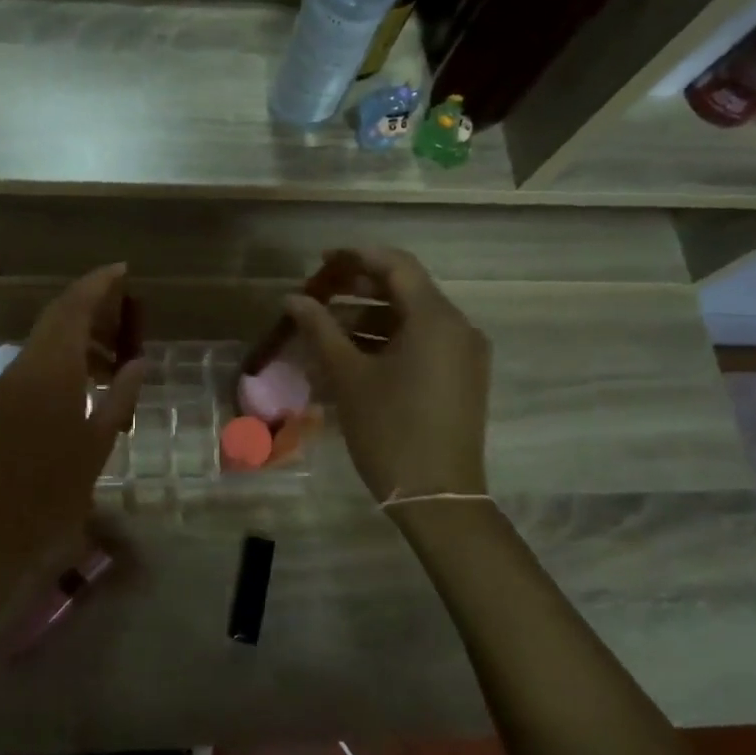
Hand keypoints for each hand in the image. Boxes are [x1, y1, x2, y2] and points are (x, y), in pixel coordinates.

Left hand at [0, 264, 144, 566]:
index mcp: (51, 369)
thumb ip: (120, 396)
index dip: (98, 284)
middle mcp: (24, 366)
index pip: (73, 308)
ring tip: (115, 358)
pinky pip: (34, 365)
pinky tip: (87, 385)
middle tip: (128, 316)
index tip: (123, 271)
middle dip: (91, 308)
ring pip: (45, 342)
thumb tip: (137, 363)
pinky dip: (62, 360)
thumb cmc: (54, 491)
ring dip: (78, 338)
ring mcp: (6, 384)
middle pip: (57, 318)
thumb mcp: (98, 442)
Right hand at [283, 247, 490, 503]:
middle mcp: (458, 328)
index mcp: (436, 319)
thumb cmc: (389, 430)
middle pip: (405, 290)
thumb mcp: (348, 376)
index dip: (356, 257)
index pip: (396, 265)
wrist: (437, 497)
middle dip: (358, 289)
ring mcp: (463, 355)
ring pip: (411, 320)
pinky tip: (350, 357)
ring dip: (367, 319)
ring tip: (323, 332)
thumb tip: (292, 299)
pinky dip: (386, 342)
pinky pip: (421, 345)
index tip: (320, 262)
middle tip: (317, 295)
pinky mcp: (460, 379)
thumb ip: (320, 329)